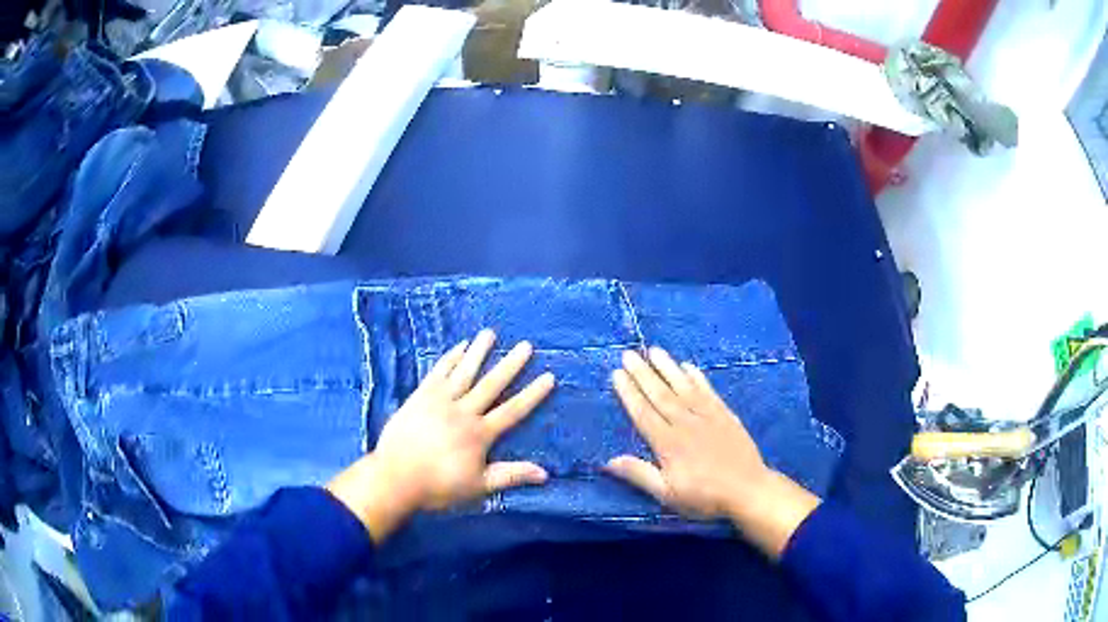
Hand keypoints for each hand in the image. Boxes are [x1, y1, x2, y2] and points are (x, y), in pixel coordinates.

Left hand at [327, 330, 554, 542]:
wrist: (395, 478)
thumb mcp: (479, 487)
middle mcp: (464, 412)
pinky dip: (450, 358)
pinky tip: (459, 347)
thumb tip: (545, 474)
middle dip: (511, 364)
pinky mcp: (420, 397)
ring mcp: (440, 401)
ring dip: (479, 352)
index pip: (513, 410)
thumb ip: (511, 476)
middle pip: (492, 384)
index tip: (549, 376)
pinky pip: (438, 372)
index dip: (532, 394)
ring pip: (464, 372)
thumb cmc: (438, 486)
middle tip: (526, 345)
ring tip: (490, 333)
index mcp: (480, 434)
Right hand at [606, 347, 820, 558]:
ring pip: (683, 387)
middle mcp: (685, 423)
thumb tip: (608, 461)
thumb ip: (639, 475)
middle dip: (642, 374)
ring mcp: (707, 416)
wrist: (747, 490)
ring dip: (667, 368)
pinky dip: (697, 377)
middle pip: (660, 394)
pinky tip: (688, 366)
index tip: (616, 374)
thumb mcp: (667, 494)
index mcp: (667, 443)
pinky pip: (708, 391)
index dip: (629, 393)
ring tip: (654, 350)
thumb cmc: (704, 497)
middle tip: (628, 354)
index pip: (643, 413)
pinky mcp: (725, 415)